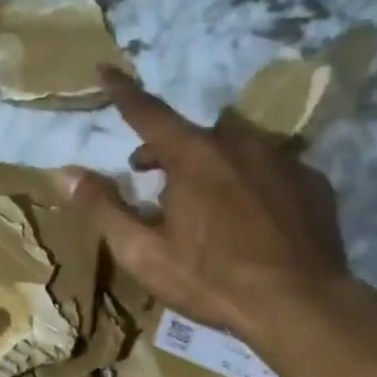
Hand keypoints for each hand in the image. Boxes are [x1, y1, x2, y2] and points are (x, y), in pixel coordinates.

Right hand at [58, 67, 353, 343]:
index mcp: (194, 156)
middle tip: (153, 178)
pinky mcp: (312, 182)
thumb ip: (103, 208)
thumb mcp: (143, 253)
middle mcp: (240, 143)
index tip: (105, 70)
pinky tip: (252, 216)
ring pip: (236, 146)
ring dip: (213, 163)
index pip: (148, 112)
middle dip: (167, 149)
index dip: (122, 92)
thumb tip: (65, 173)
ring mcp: (283, 159)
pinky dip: (252, 181)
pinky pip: (271, 168)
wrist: (299, 305)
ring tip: (206, 201)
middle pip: (194, 133)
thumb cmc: (211, 279)